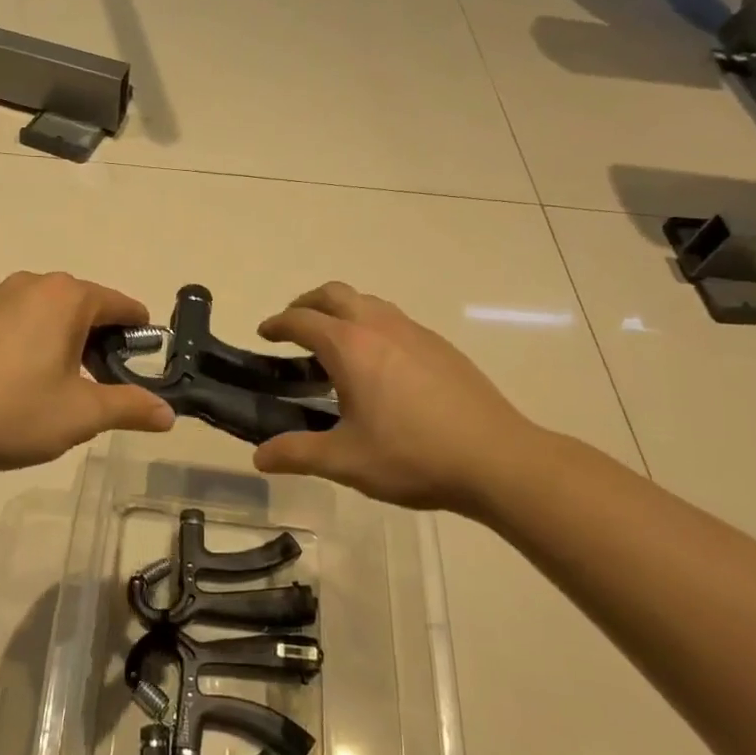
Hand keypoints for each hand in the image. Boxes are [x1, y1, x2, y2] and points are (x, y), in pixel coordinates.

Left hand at [0, 272, 173, 477]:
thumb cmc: (12, 411)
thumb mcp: (81, 414)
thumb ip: (130, 407)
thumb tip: (168, 414)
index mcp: (67, 296)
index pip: (122, 306)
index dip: (140, 337)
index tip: (145, 368)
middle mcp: (34, 283)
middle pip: (86, 309)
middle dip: (102, 345)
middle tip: (102, 390)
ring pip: (51, 316)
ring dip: (67, 346)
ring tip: (61, 391)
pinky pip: (21, 323)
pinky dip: (35, 345)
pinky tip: (22, 384)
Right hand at [251, 282, 542, 515]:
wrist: (496, 458)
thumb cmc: (412, 456)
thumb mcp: (345, 460)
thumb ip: (297, 454)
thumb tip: (259, 457)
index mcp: (350, 347)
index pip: (302, 320)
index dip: (277, 324)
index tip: (263, 334)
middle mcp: (380, 327)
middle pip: (334, 293)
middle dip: (307, 303)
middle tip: (293, 328)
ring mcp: (415, 332)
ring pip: (368, 301)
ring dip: (341, 310)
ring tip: (333, 344)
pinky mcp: (440, 346)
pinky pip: (394, 319)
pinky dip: (371, 325)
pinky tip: (378, 365)